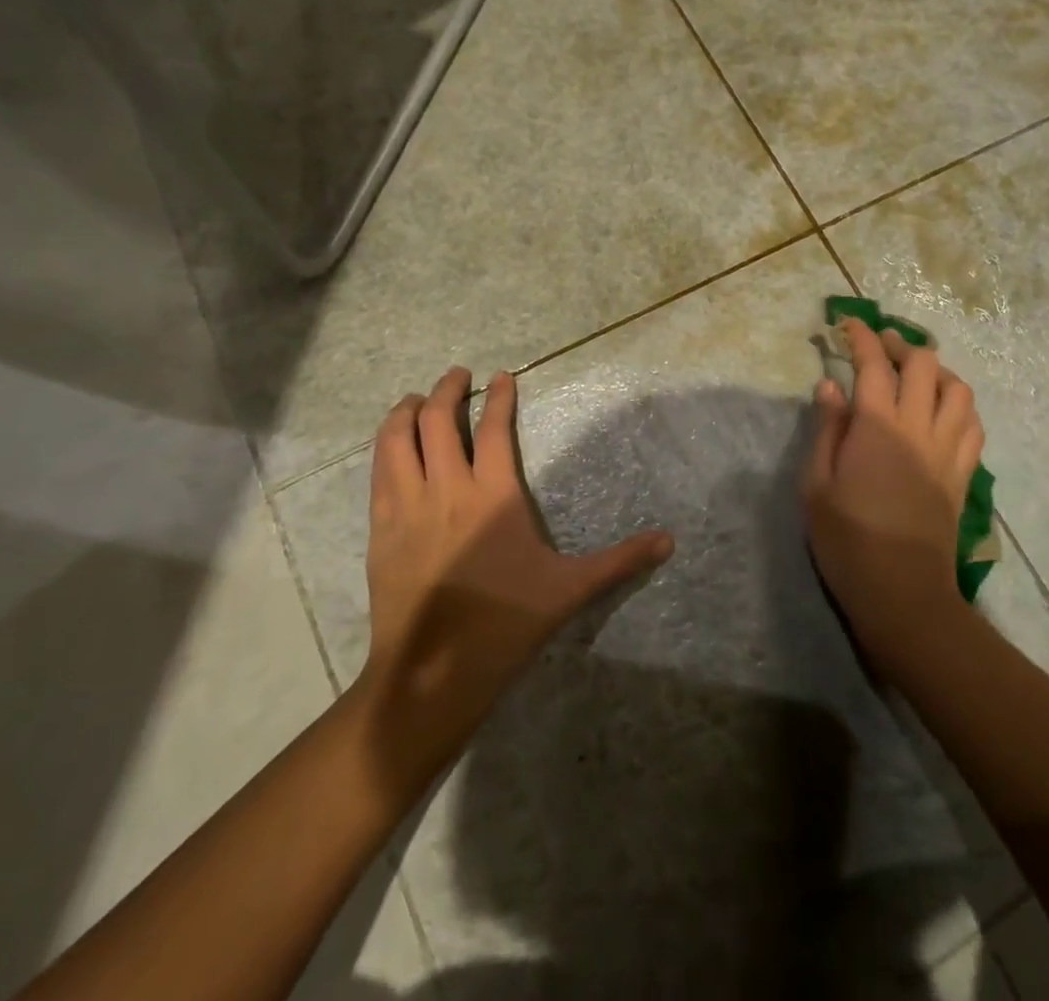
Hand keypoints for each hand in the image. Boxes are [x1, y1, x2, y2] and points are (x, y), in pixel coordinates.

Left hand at [353, 368, 672, 787]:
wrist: (432, 674)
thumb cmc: (505, 624)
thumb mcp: (570, 590)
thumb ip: (620, 560)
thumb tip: (670, 540)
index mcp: (493, 496)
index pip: (493, 429)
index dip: (498, 397)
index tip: (502, 376)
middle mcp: (446, 489)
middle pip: (436, 421)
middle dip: (447, 389)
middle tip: (457, 375)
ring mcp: (407, 508)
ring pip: (397, 440)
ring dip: (406, 410)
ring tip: (415, 398)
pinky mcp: (380, 531)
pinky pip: (378, 472)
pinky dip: (385, 446)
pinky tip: (392, 445)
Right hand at [801, 320, 983, 650]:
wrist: (902, 592)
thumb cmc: (847, 539)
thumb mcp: (816, 484)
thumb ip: (826, 429)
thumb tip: (830, 385)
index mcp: (878, 426)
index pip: (874, 363)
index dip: (861, 336)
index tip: (847, 324)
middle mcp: (919, 427)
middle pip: (924, 364)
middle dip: (900, 345)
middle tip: (879, 348)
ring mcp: (948, 450)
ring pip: (958, 389)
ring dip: (937, 372)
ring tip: (914, 376)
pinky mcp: (963, 473)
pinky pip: (973, 425)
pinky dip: (958, 406)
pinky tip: (941, 413)